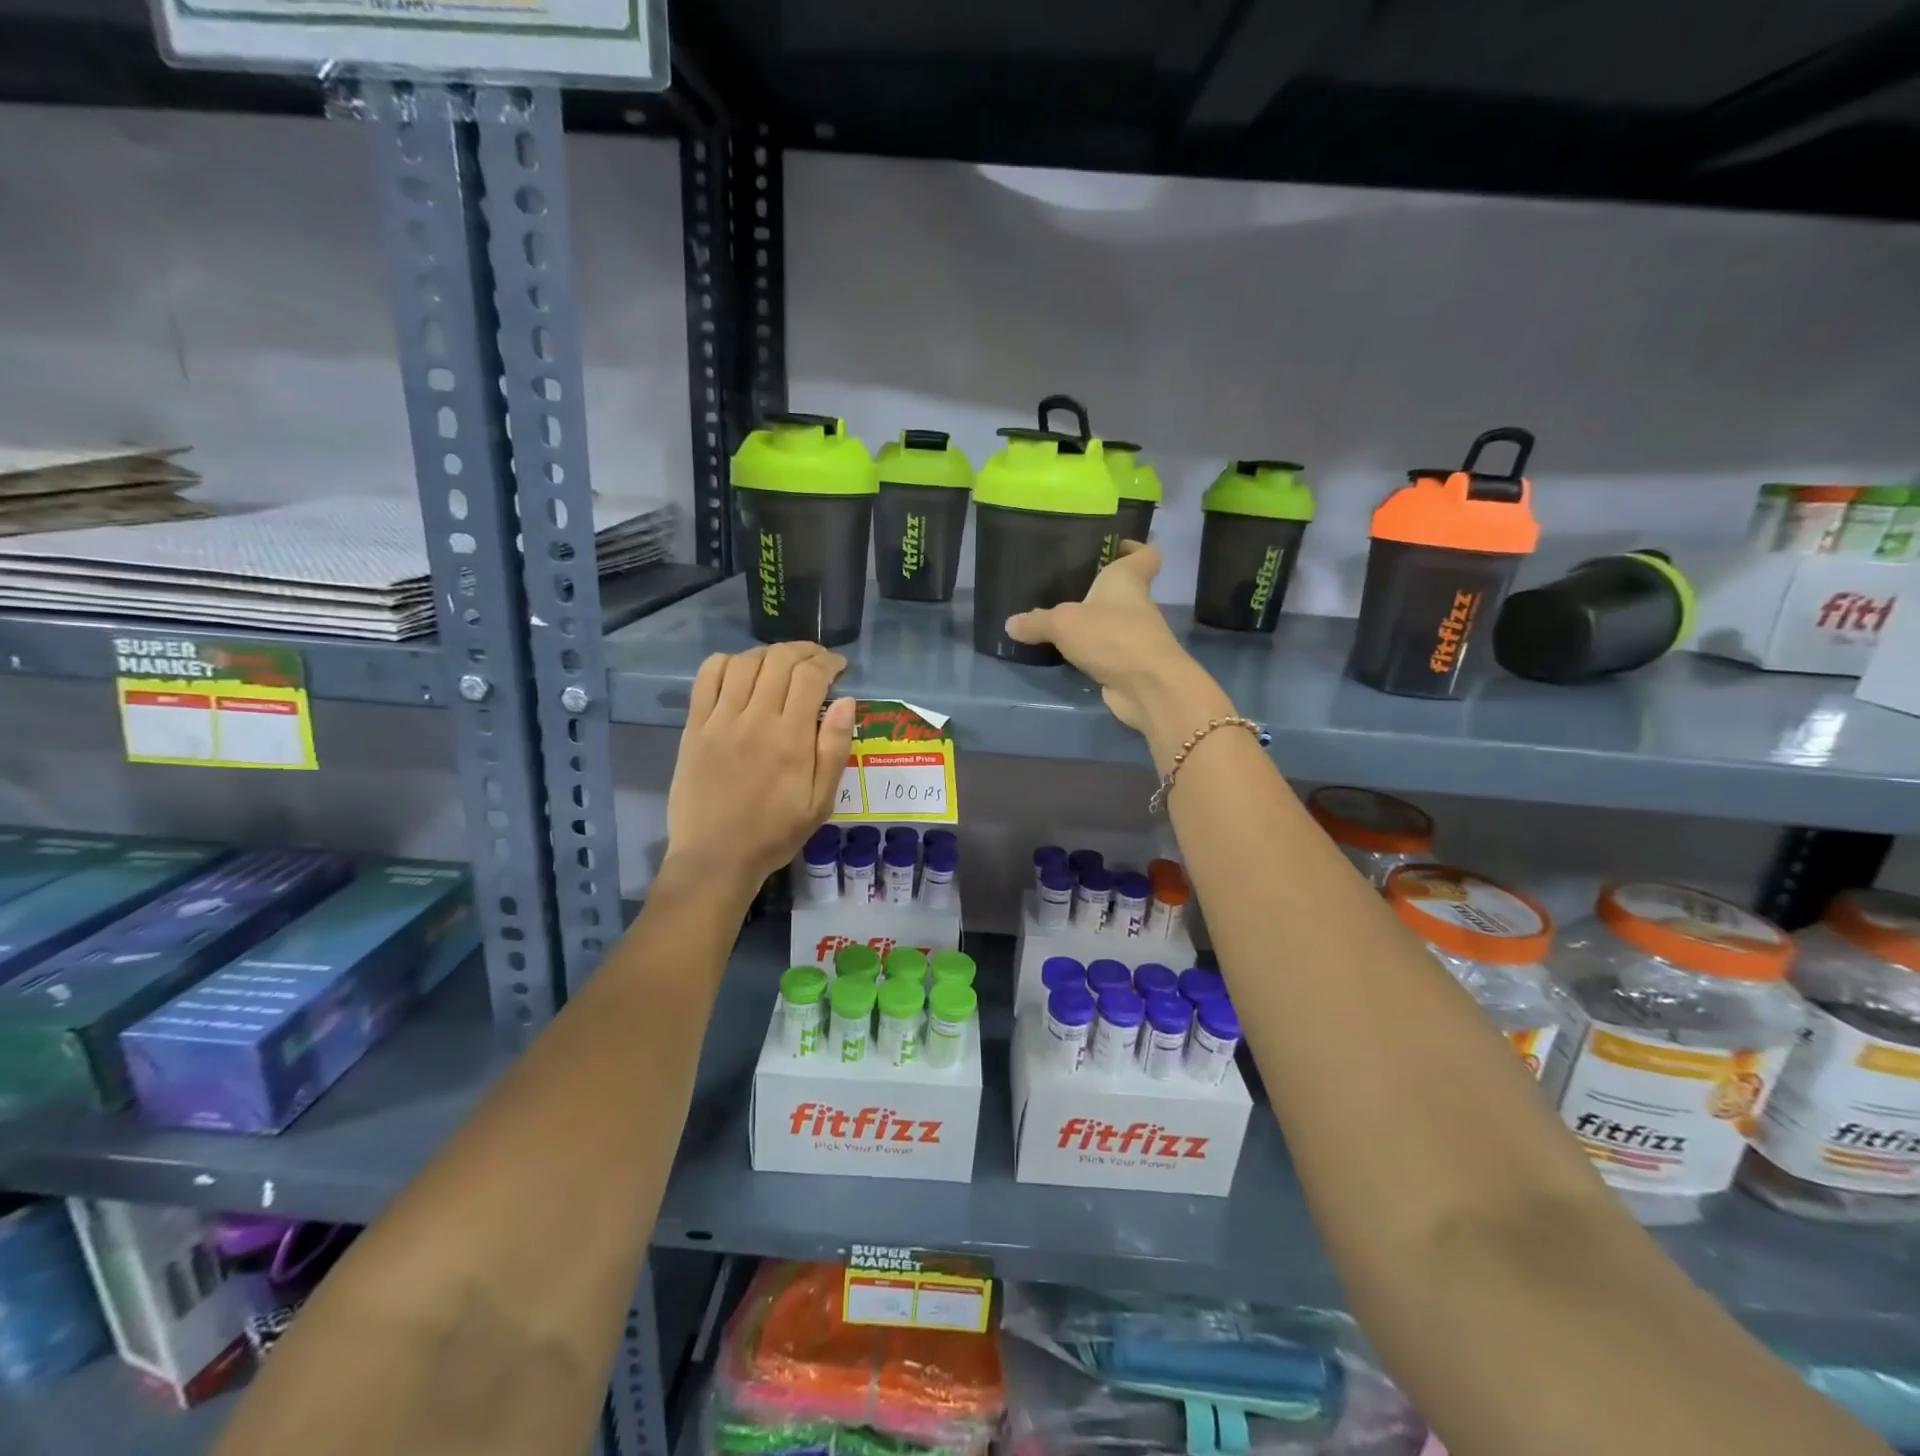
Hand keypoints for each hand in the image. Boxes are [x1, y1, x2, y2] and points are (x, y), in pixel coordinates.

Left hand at [665, 643, 854, 892]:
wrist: (716, 857)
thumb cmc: (775, 833)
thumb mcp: (821, 802)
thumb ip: (835, 749)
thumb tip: (847, 702)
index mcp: (791, 738)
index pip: (811, 676)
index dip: (829, 662)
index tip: (839, 667)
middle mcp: (756, 719)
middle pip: (780, 660)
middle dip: (804, 651)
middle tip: (816, 661)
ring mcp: (721, 720)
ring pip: (746, 662)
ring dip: (770, 653)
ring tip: (783, 664)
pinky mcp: (695, 726)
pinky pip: (708, 676)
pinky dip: (727, 662)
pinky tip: (741, 671)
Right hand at [1004, 543, 1228, 734]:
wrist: (1146, 687)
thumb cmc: (1111, 636)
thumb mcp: (1063, 624)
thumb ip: (1036, 622)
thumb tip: (1010, 623)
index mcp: (1128, 579)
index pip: (1146, 554)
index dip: (1133, 547)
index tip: (1112, 548)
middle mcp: (1136, 604)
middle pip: (1123, 588)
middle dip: (1098, 588)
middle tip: (1064, 585)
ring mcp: (1135, 636)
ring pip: (1112, 621)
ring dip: (1092, 622)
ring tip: (1057, 619)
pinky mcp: (1128, 663)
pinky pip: (1106, 649)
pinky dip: (1090, 650)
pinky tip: (1065, 652)